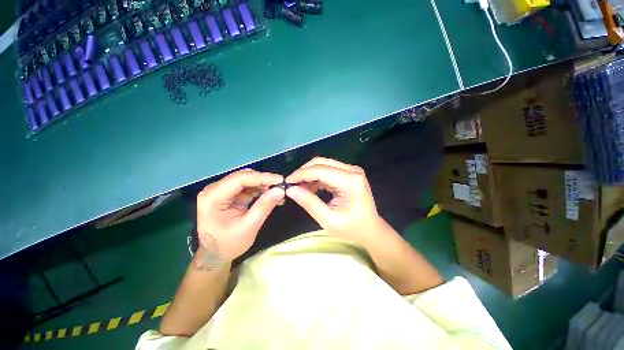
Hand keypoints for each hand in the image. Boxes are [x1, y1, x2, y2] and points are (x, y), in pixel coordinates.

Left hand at [195, 169, 283, 268]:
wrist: (215, 255)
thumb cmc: (228, 245)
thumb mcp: (248, 227)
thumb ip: (264, 207)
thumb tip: (281, 190)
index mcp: (212, 197)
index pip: (240, 179)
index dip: (262, 177)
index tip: (281, 180)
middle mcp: (215, 189)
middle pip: (243, 177)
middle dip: (264, 180)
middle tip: (282, 186)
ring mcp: (221, 191)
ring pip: (247, 180)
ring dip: (263, 185)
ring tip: (278, 192)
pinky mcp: (229, 194)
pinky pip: (247, 187)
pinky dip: (260, 190)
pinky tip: (270, 195)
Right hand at [285, 157, 385, 245]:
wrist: (370, 230)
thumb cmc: (352, 228)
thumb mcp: (328, 220)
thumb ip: (309, 203)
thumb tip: (291, 190)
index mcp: (350, 181)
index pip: (320, 170)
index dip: (301, 174)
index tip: (286, 182)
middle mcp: (352, 170)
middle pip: (321, 162)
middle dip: (304, 172)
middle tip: (292, 185)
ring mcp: (352, 170)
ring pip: (324, 165)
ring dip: (310, 174)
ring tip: (300, 188)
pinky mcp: (349, 174)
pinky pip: (328, 170)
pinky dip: (317, 178)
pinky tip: (310, 188)